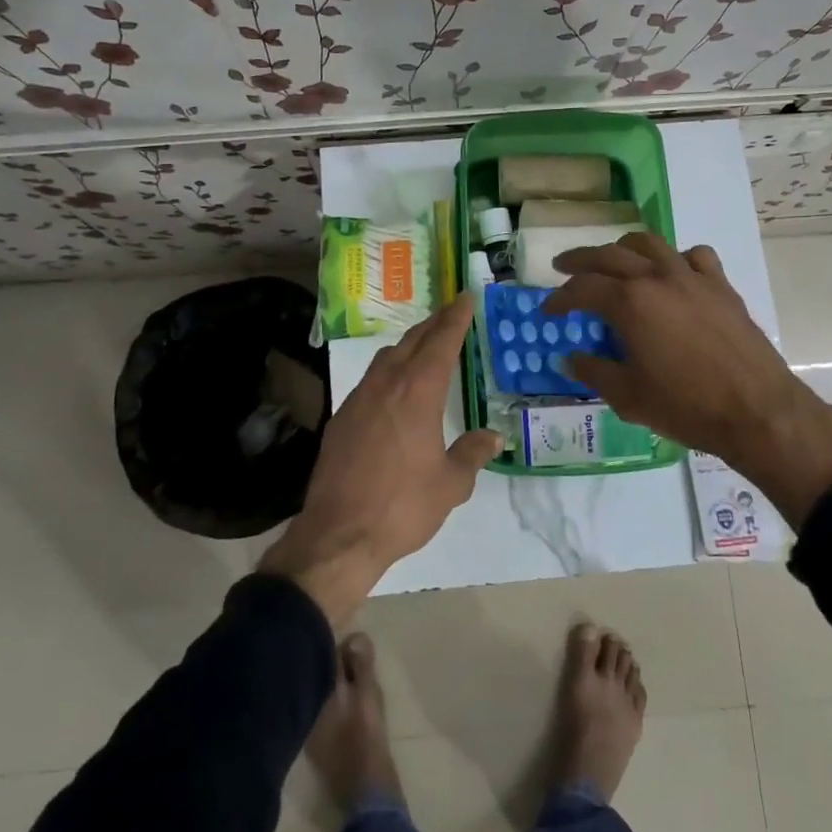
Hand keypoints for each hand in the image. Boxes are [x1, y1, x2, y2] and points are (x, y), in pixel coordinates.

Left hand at [260, 295, 502, 626]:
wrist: (339, 534)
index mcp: (417, 392)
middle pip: (412, 341)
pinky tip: (394, 389)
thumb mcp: (450, 484)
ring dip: (408, 345)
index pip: (441, 342)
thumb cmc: (402, 506)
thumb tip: (493, 436)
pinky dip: (388, 371)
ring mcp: (358, 399)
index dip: (456, 318)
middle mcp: (386, 385)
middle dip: (434, 324)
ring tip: (425, 346)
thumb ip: (472, 454)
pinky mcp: (341, 418)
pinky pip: (370, 380)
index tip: (466, 297)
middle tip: (451, 314)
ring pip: (387, 358)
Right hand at [544, 232, 831, 527]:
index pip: (582, 289)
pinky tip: (672, 273)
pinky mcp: (721, 286)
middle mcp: (658, 278)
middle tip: (563, 267)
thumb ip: (593, 371)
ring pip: (650, 244)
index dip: (560, 299)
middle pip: (610, 254)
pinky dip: (675, 258)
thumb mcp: (628, 396)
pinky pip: (694, 256)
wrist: (757, 411)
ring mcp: (692, 278)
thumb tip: (570, 358)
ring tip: (613, 259)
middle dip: (581, 260)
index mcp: (630, 303)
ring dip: (623, 248)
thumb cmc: (686, 407)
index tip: (548, 309)